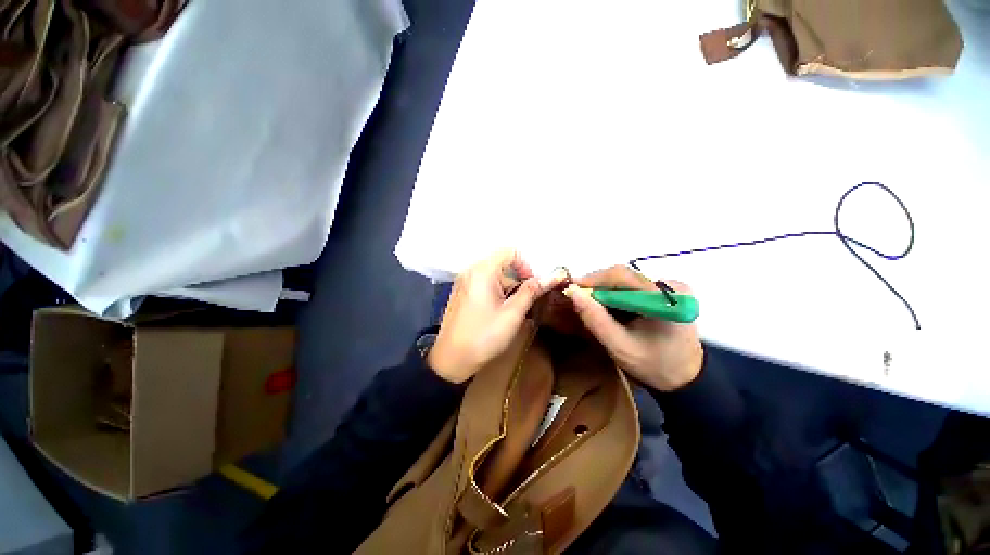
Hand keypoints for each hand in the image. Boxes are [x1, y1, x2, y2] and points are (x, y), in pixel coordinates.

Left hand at [428, 249, 565, 383]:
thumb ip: (531, 291)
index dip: (525, 265)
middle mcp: (471, 271)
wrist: (451, 360)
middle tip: (526, 301)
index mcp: (482, 271)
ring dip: (508, 288)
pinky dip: (496, 293)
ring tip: (513, 311)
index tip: (531, 285)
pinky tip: (499, 312)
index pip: (509, 252)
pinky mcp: (461, 293)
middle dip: (518, 279)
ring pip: (494, 276)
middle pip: (502, 264)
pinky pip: (484, 284)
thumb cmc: (484, 336)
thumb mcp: (512, 314)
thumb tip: (552, 276)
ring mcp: (464, 282)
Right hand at [565, 266, 702, 391]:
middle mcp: (671, 286)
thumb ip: (596, 320)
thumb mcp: (620, 347)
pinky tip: (607, 307)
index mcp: (666, 299)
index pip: (622, 276)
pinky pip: (632, 285)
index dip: (593, 279)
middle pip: (623, 275)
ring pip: (625, 279)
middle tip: (577, 298)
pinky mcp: (665, 291)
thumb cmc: (654, 366)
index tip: (571, 289)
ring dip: (604, 290)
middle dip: (596, 285)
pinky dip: (615, 294)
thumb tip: (573, 293)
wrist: (685, 379)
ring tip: (589, 304)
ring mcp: (670, 287)